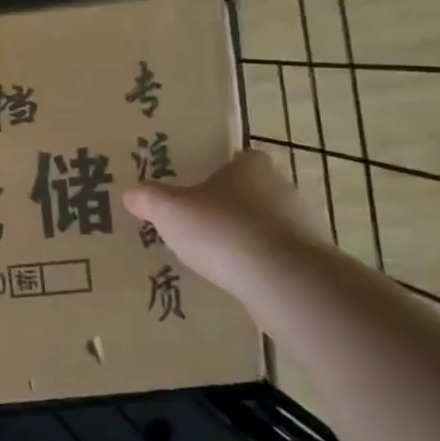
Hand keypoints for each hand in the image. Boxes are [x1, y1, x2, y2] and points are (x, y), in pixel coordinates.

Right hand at [123, 149, 324, 295]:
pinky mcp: (309, 261)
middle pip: (248, 192)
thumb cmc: (223, 230)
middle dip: (224, 205)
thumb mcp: (169, 210)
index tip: (192, 187)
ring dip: (240, 236)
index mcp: (251, 166)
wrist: (285, 282)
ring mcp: (301, 226)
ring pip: (262, 225)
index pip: (235, 158)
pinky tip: (231, 278)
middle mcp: (281, 188)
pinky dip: (254, 263)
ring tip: (208, 256)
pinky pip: (273, 256)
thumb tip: (131, 193)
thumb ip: (148, 198)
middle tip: (192, 221)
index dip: (214, 170)